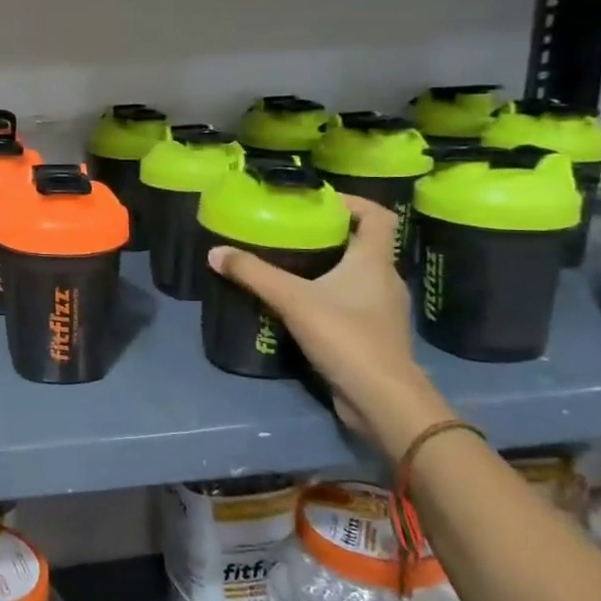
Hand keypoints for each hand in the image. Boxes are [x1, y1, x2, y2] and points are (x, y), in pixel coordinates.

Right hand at [207, 196, 440, 459]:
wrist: (382, 399)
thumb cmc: (346, 336)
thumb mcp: (292, 299)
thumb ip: (253, 274)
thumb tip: (215, 252)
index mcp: (374, 262)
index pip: (377, 217)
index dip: (353, 203)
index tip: (321, 201)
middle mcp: (385, 281)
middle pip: (364, 246)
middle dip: (331, 236)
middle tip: (294, 232)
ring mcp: (383, 311)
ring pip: (357, 277)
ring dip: (329, 268)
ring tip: (291, 267)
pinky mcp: (375, 337)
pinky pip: (352, 304)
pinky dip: (330, 298)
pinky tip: (301, 307)